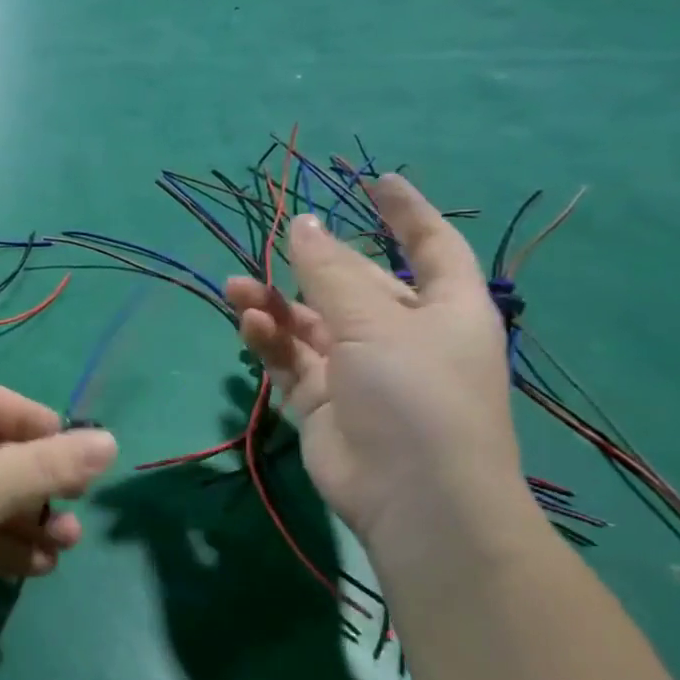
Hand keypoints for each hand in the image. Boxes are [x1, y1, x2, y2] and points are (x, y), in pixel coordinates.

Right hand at [225, 175, 528, 563]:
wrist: (411, 497)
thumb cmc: (415, 394)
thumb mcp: (374, 322)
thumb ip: (330, 272)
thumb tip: (301, 223)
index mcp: (444, 309)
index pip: (430, 246)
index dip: (406, 212)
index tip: (374, 182)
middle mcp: (402, 334)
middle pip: (353, 284)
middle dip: (311, 264)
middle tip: (270, 243)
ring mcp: (359, 370)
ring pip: (310, 323)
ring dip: (275, 304)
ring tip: (235, 289)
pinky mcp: (322, 400)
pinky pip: (291, 359)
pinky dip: (270, 341)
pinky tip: (249, 326)